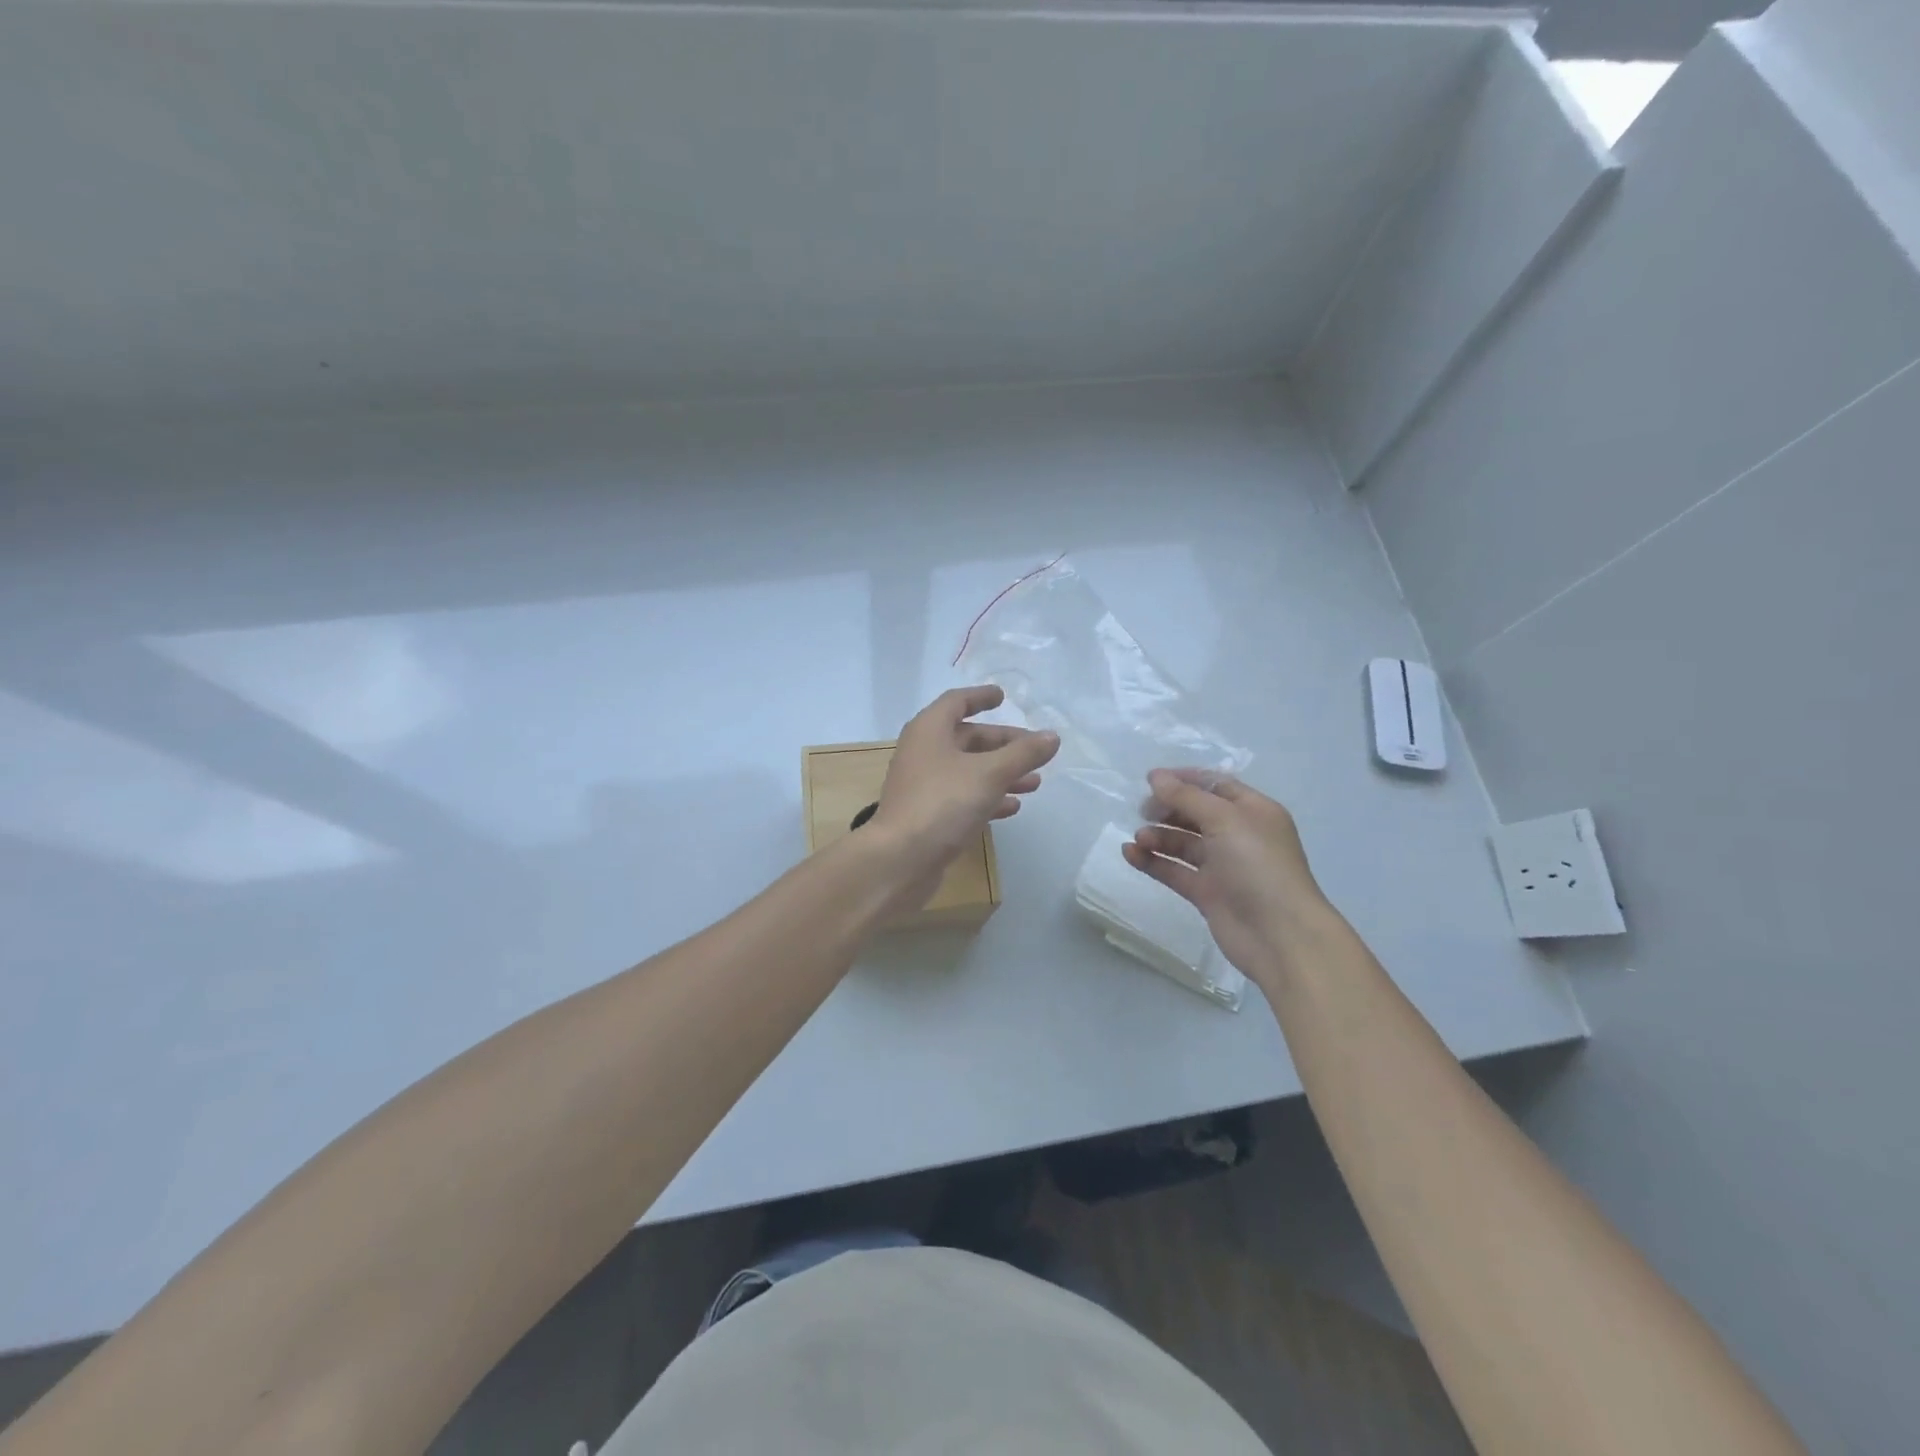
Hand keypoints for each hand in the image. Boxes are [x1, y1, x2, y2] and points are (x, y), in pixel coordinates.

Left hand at [869, 686, 1059, 901]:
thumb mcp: (990, 773)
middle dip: (1002, 744)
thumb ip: (1023, 754)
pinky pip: (962, 797)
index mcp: (929, 730)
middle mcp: (923, 752)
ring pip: (968, 770)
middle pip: (967, 738)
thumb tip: (1052, 736)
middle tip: (1035, 750)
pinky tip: (1012, 807)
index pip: (956, 702)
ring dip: (1001, 773)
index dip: (980, 697)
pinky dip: (987, 797)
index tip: (1002, 696)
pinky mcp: (928, 814)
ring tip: (1035, 783)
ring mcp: (923, 785)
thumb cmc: (943, 803)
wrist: (901, 859)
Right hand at [1123, 769, 1331, 986]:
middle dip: (1168, 809)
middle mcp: (1239, 835)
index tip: (1151, 780)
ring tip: (1139, 838)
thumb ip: (1187, 797)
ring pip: (1183, 843)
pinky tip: (1130, 854)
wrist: (1279, 935)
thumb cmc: (1258, 866)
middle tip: (1142, 810)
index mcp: (1253, 811)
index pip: (1216, 786)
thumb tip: (1155, 776)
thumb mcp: (1225, 820)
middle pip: (1196, 813)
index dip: (1184, 780)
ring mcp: (1223, 866)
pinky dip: (1153, 861)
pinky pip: (1175, 870)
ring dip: (1159, 836)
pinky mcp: (1207, 893)